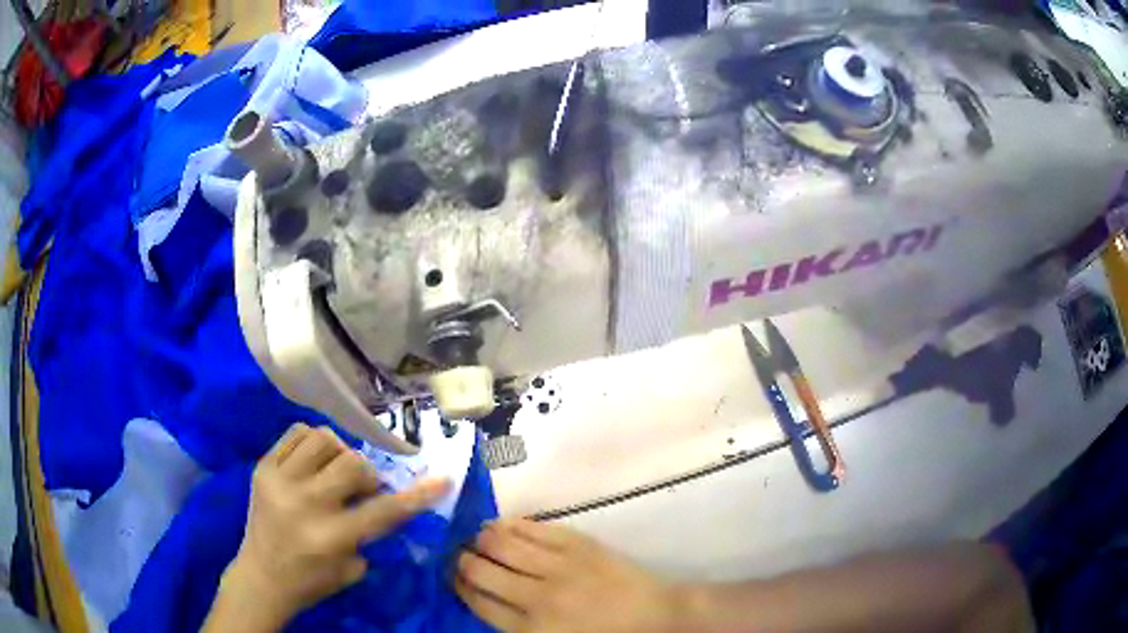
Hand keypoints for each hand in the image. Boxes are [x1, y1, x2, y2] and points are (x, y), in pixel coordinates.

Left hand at [207, 423, 449, 631]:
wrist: (261, 576)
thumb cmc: (311, 580)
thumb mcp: (353, 567)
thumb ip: (371, 532)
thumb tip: (384, 497)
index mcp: (331, 537)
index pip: (384, 510)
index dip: (418, 495)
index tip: (443, 480)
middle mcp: (305, 504)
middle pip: (353, 463)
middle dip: (368, 474)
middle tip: (364, 488)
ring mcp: (279, 481)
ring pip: (324, 439)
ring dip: (341, 453)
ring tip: (336, 470)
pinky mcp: (262, 467)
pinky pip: (296, 434)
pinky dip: (313, 442)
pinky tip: (314, 460)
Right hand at [454, 520, 683, 632]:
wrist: (655, 616)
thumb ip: (515, 626)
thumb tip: (482, 598)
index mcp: (530, 629)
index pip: (477, 600)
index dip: (458, 584)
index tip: (451, 574)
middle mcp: (536, 596)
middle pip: (480, 570)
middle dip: (461, 560)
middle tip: (458, 554)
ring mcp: (557, 566)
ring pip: (500, 544)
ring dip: (481, 538)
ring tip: (476, 536)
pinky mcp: (577, 544)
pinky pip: (533, 528)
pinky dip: (511, 525)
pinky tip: (502, 525)